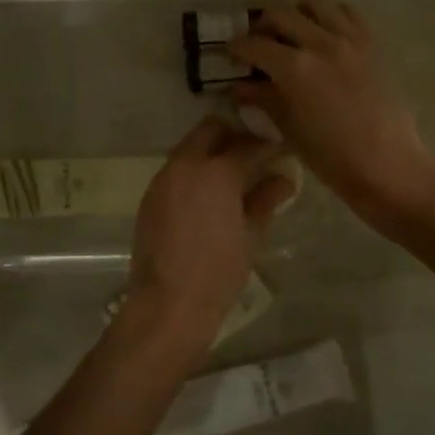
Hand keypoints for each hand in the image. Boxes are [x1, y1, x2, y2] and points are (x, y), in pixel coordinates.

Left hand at [117, 116, 294, 350]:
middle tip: (254, 157)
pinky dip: (194, 172)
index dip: (269, 145)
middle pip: (211, 129)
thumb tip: (284, 179)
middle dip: (234, 136)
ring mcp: (164, 178)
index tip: (282, 150)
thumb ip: (266, 200)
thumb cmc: (218, 272)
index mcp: (216, 171)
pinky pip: (176, 169)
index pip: (250, 144)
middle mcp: (186, 164)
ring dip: (211, 152)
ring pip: (190, 147)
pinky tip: (208, 197)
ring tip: (233, 178)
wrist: (167, 304)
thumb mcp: (251, 236)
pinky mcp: (150, 195)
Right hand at [228, 0, 434, 229]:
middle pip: (280, 13)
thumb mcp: (289, 130)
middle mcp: (320, 43)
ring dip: (298, 11)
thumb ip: (263, 100)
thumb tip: (239, 87)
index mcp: (295, 68)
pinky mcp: (373, 43)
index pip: (254, 45)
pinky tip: (326, 35)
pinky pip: (348, 12)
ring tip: (294, 32)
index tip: (230, 54)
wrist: (389, 167)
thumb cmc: (332, 158)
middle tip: (258, 44)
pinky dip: (332, 15)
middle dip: (262, 26)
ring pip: (315, 0)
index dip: (236, 48)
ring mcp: (350, 39)